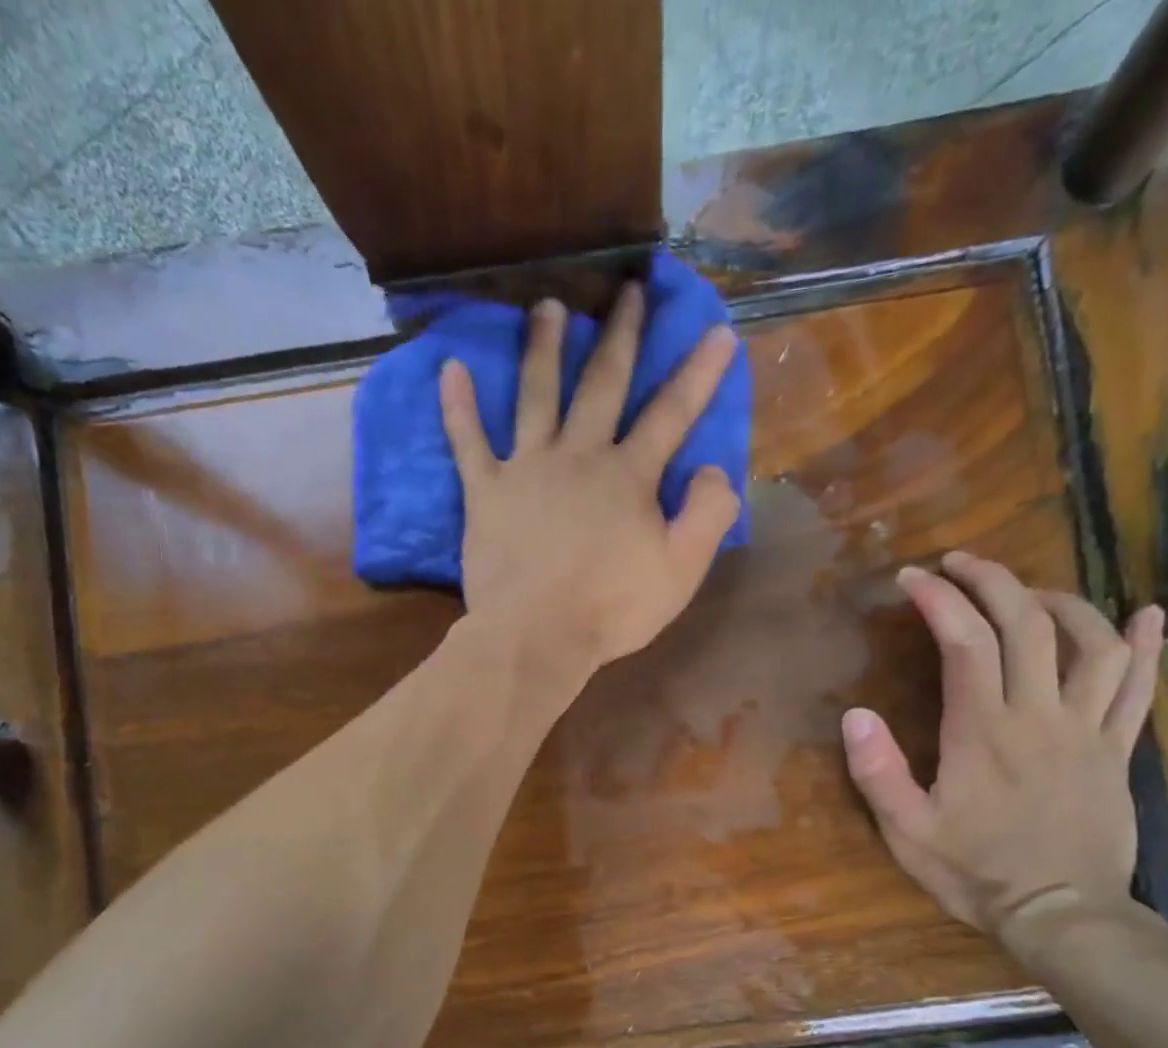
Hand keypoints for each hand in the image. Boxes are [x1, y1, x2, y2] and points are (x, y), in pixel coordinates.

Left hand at [440, 284, 740, 670]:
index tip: (718, 329)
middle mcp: (579, 456)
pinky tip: (450, 368)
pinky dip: (458, 406)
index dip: (699, 373)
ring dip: (543, 348)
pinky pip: (467, 442)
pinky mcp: (485, 492)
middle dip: (621, 335)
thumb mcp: (681, 571)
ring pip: (536, 395)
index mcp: (628, 477)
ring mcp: (527, 469)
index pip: (672, 414)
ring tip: (547, 306)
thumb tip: (713, 467)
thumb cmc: (611, 609)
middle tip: (629, 289)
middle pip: (602, 384)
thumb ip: (708, 515)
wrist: (536, 637)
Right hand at [841, 553, 1164, 937]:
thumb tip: (855, 714)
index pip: (965, 643)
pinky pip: (1138, 689)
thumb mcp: (908, 832)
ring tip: (1027, 591)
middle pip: (1027, 625)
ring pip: (1091, 643)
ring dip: (1059, 603)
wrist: (1063, 916)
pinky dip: (1145, 646)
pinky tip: (1148, 614)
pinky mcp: (1116, 750)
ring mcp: (1087, 730)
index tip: (912, 578)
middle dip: (992, 581)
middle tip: (960, 562)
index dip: (939, 600)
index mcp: (984, 732)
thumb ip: (879, 773)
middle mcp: (1039, 717)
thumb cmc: (977, 873)